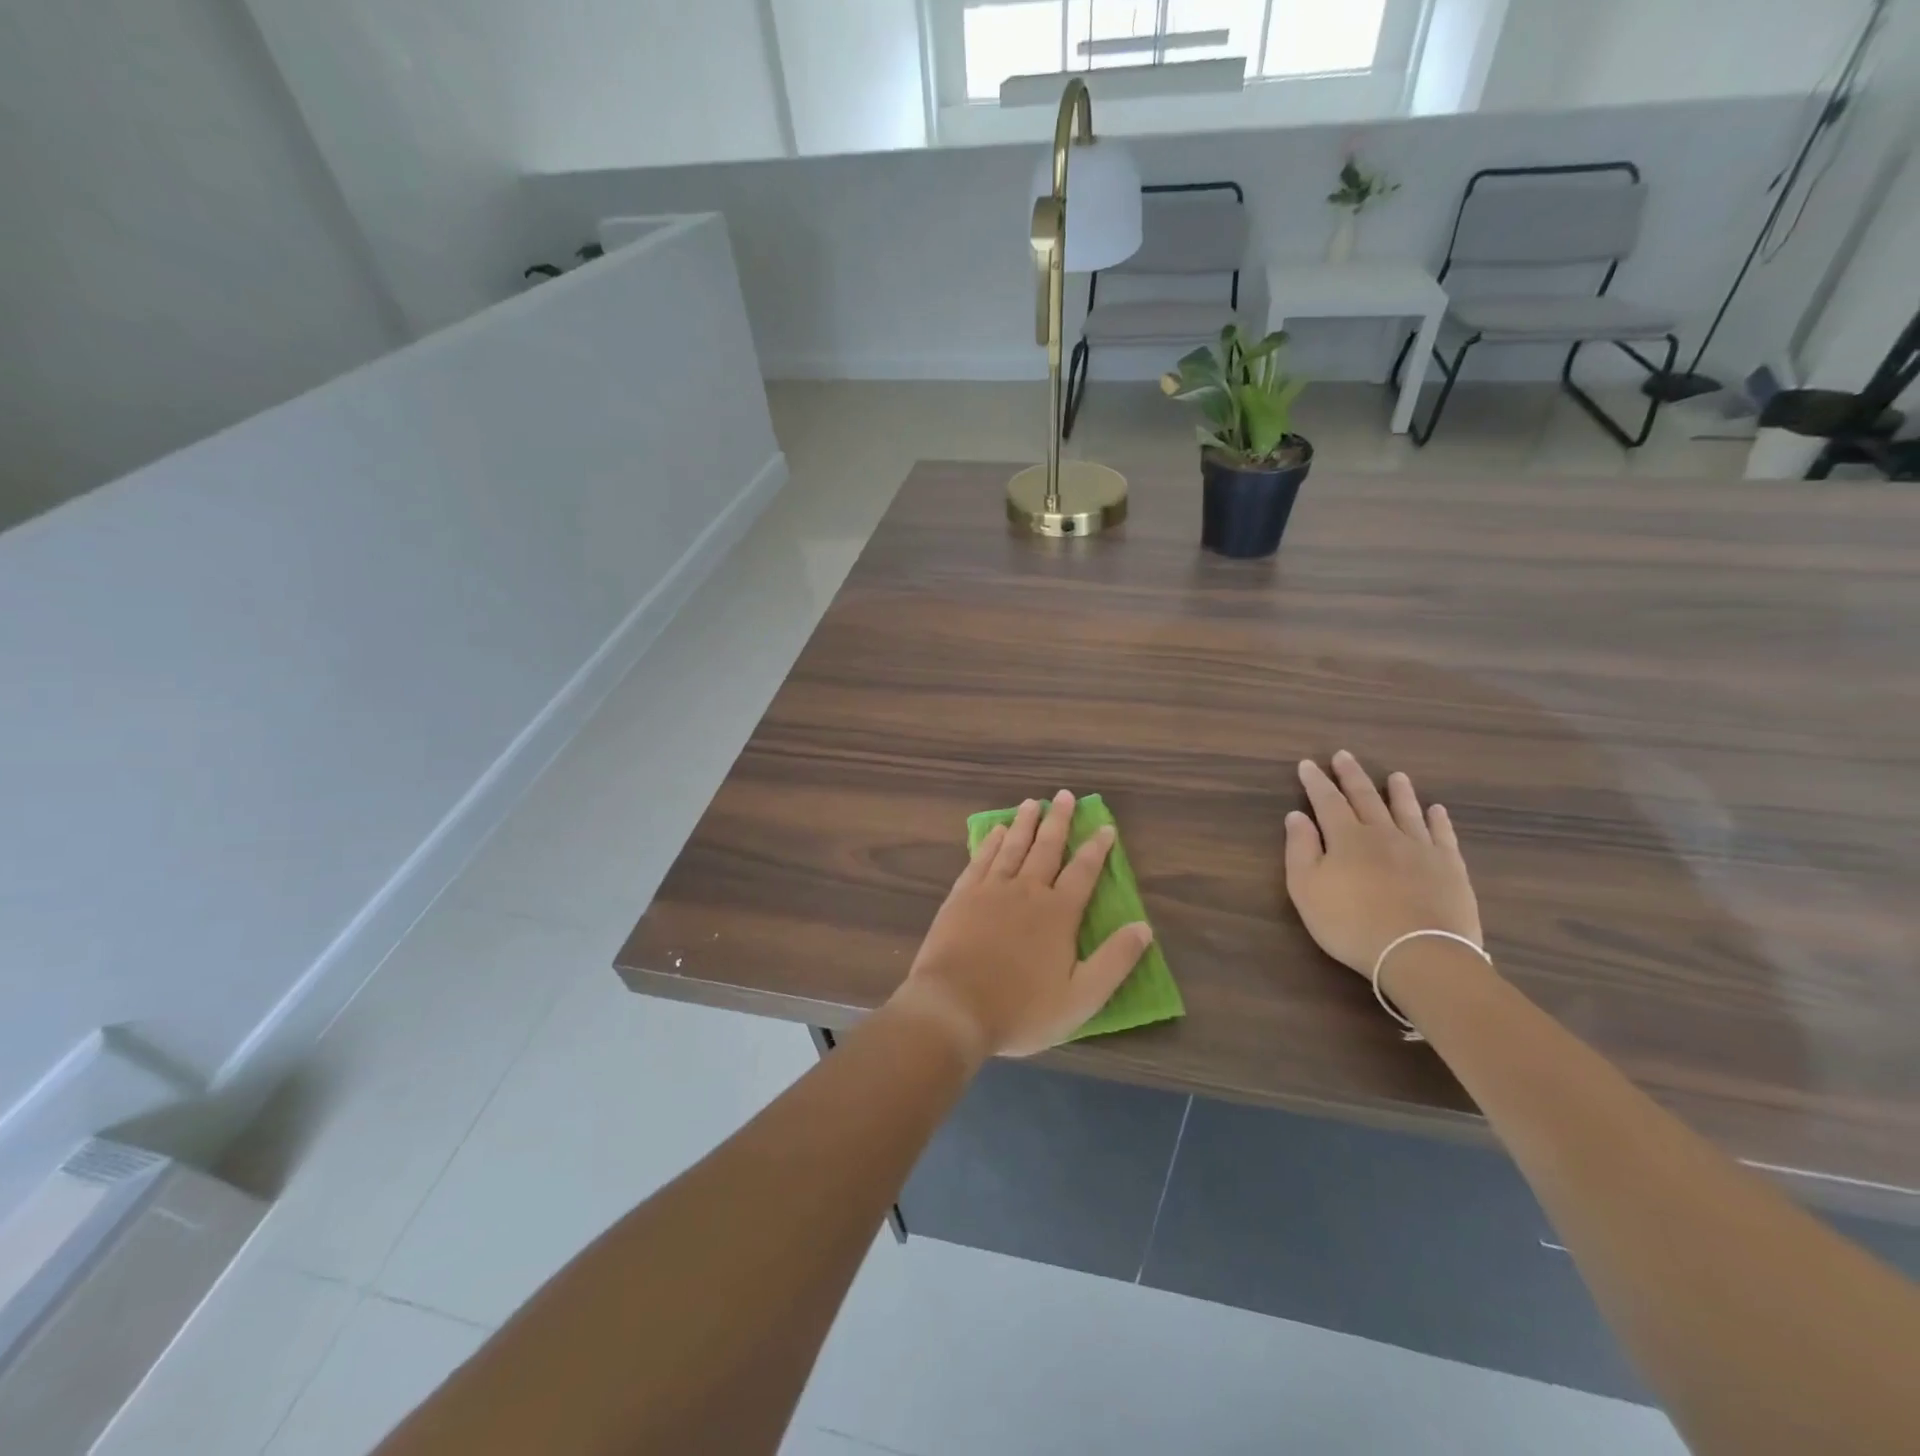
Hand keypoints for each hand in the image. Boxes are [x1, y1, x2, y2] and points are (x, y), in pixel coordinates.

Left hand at [893, 790, 1152, 1060]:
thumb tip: (1144, 927)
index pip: (1084, 872)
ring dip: (1024, 824)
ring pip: (1012, 846)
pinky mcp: (961, 896)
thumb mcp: (1081, 997)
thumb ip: (1115, 961)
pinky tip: (994, 831)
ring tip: (1032, 803)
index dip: (1097, 848)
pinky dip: (990, 842)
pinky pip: (980, 859)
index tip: (1105, 827)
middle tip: (1065, 795)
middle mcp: (1027, 891)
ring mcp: (991, 890)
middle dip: (1059, 821)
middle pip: (1047, 848)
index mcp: (1058, 913)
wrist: (953, 1008)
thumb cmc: (1021, 1009)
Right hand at [1284, 751, 1481, 975]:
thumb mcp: (1306, 889)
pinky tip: (1436, 810)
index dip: (1316, 782)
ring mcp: (1420, 849)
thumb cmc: (1350, 923)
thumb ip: (1300, 849)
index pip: (1327, 801)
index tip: (1308, 764)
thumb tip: (1296, 816)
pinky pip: (1443, 835)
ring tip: (1396, 775)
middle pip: (1366, 798)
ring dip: (1399, 791)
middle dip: (1352, 776)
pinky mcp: (1450, 868)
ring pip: (1407, 811)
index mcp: (1346, 838)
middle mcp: (1383, 833)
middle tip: (1344, 756)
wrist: (1419, 953)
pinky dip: (1438, 820)